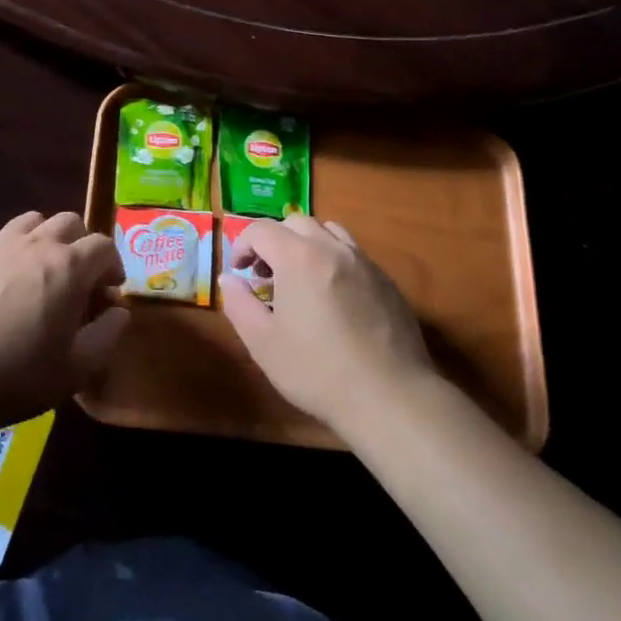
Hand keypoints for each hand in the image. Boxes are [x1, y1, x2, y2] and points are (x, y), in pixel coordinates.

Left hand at [0, 211, 128, 433]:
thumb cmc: (16, 377)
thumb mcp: (76, 369)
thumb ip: (107, 334)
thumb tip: (118, 310)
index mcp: (68, 266)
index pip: (103, 245)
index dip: (112, 265)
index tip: (108, 292)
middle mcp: (35, 244)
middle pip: (69, 222)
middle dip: (82, 245)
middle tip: (79, 279)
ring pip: (32, 222)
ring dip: (46, 239)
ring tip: (41, 272)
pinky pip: (0, 239)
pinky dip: (13, 251)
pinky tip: (3, 284)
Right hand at [221, 214, 436, 433]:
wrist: (390, 397)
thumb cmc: (318, 371)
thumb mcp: (264, 343)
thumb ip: (240, 304)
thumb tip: (230, 278)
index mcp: (298, 258)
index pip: (261, 229)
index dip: (243, 244)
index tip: (239, 270)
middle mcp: (332, 248)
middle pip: (296, 223)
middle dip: (274, 240)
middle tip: (266, 275)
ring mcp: (364, 263)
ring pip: (330, 232)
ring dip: (307, 244)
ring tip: (301, 278)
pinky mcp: (387, 282)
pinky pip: (354, 255)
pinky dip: (334, 261)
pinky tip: (334, 298)